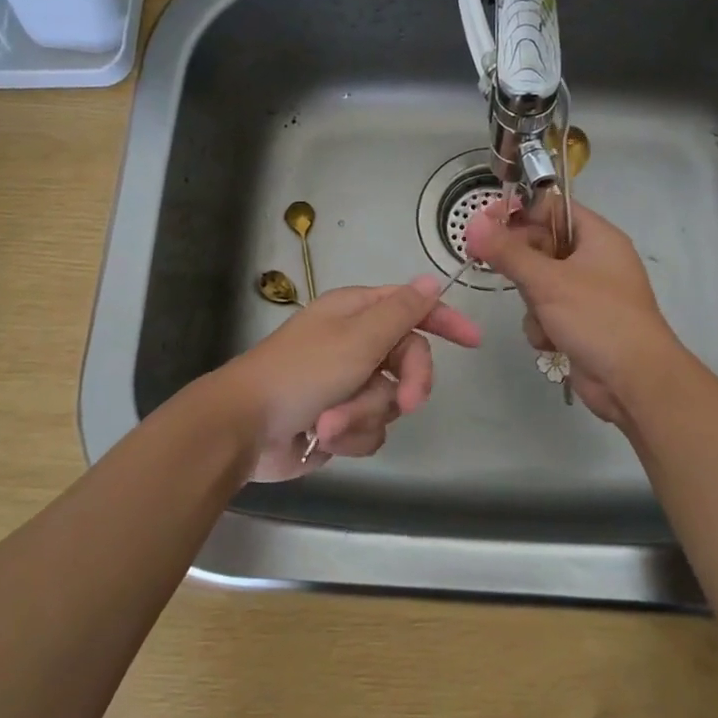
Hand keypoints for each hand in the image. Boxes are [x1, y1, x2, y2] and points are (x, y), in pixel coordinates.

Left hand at [218, 277, 481, 481]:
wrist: (245, 429)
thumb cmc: (301, 373)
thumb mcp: (358, 338)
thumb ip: (401, 312)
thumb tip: (431, 280)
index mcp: (357, 313)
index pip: (412, 307)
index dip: (444, 320)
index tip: (473, 342)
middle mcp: (355, 344)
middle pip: (408, 360)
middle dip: (406, 384)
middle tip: (406, 402)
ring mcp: (347, 384)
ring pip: (390, 401)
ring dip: (365, 414)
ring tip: (331, 420)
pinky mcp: (340, 420)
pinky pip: (371, 429)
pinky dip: (351, 435)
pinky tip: (324, 436)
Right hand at [464, 199, 681, 425]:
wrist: (634, 382)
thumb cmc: (597, 318)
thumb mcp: (547, 281)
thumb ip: (507, 252)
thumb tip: (473, 223)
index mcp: (597, 237)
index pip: (552, 207)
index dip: (519, 212)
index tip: (485, 224)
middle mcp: (594, 260)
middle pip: (541, 245)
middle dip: (520, 264)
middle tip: (491, 266)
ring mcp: (588, 294)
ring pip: (539, 283)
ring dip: (532, 303)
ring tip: (541, 317)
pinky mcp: (581, 323)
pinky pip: (547, 312)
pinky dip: (543, 326)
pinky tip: (551, 342)